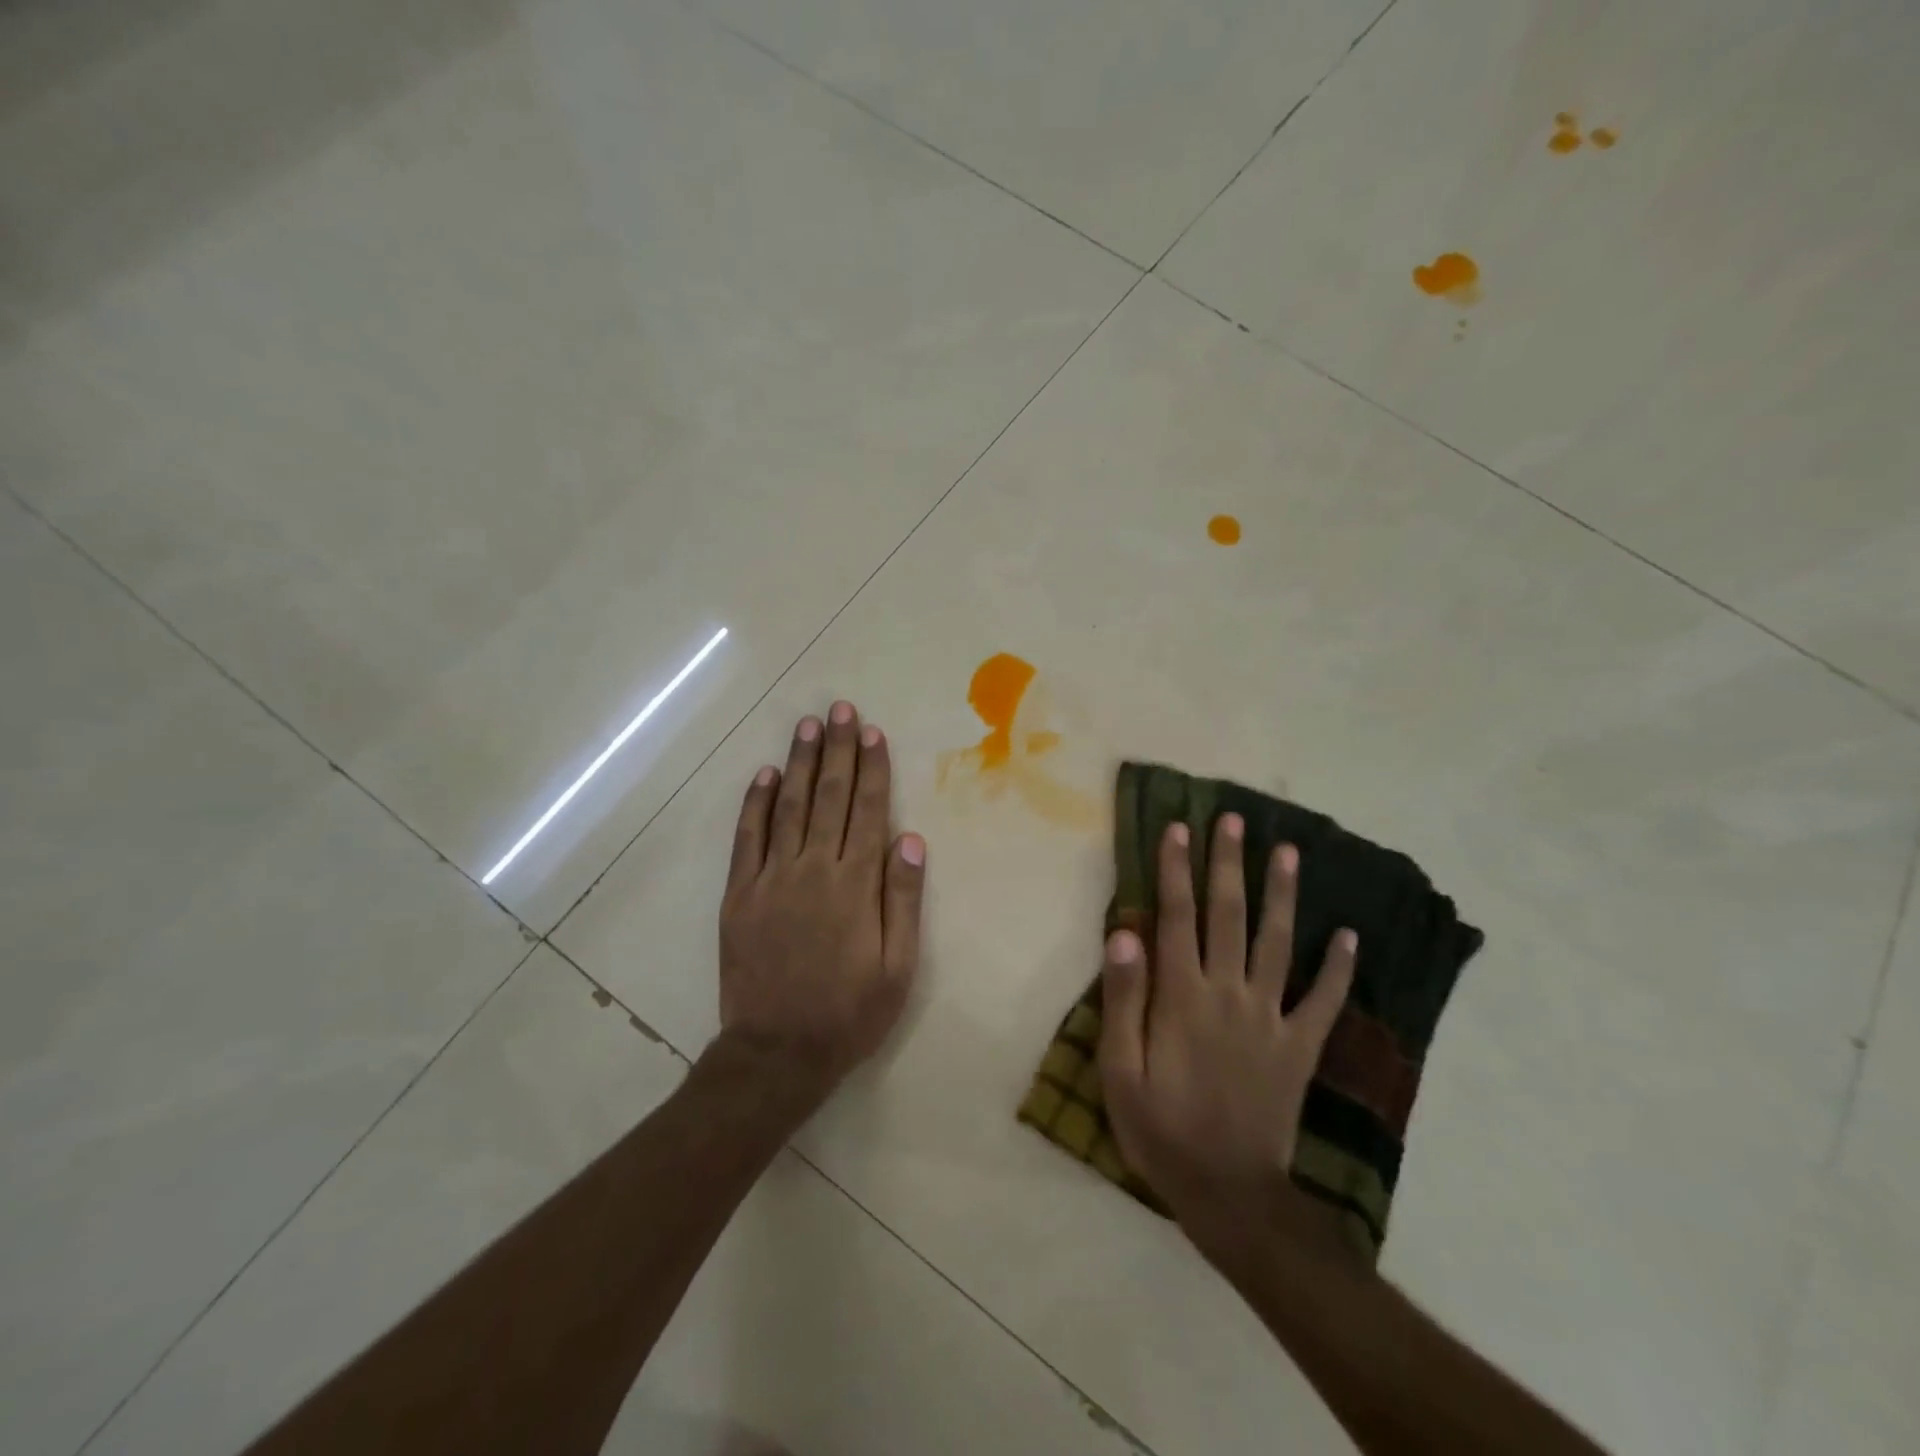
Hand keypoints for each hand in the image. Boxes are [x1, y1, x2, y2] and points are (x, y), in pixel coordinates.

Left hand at [715, 701, 926, 1105]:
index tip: (872, 733)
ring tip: (807, 725)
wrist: (777, 1052)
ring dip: (800, 763)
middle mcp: (813, 869)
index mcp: (855, 884)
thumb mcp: (898, 966)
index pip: (868, 811)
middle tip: (840, 709)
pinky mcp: (739, 894)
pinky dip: (755, 803)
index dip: (872, 768)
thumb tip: (910, 839)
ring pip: (789, 806)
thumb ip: (902, 899)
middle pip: (830, 796)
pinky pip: (747, 838)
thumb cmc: (849, 1012)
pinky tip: (764, 774)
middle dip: (837, 749)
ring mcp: (771, 878)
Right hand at [1098, 814, 1355, 1246]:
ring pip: (1278, 943)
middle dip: (1229, 864)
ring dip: (1283, 894)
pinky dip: (1339, 967)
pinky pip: (1324, 1001)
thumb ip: (1123, 999)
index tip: (1180, 828)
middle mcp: (1229, 993)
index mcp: (1182, 996)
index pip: (1177, 917)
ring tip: (1289, 851)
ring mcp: (1271, 1018)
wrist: (1229, 1194)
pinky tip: (1350, 935)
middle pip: (1229, 915)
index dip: (1177, 869)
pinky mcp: (1300, 1047)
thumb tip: (1124, 933)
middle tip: (1236, 820)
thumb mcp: (1120, 1070)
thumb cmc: (1161, 1129)